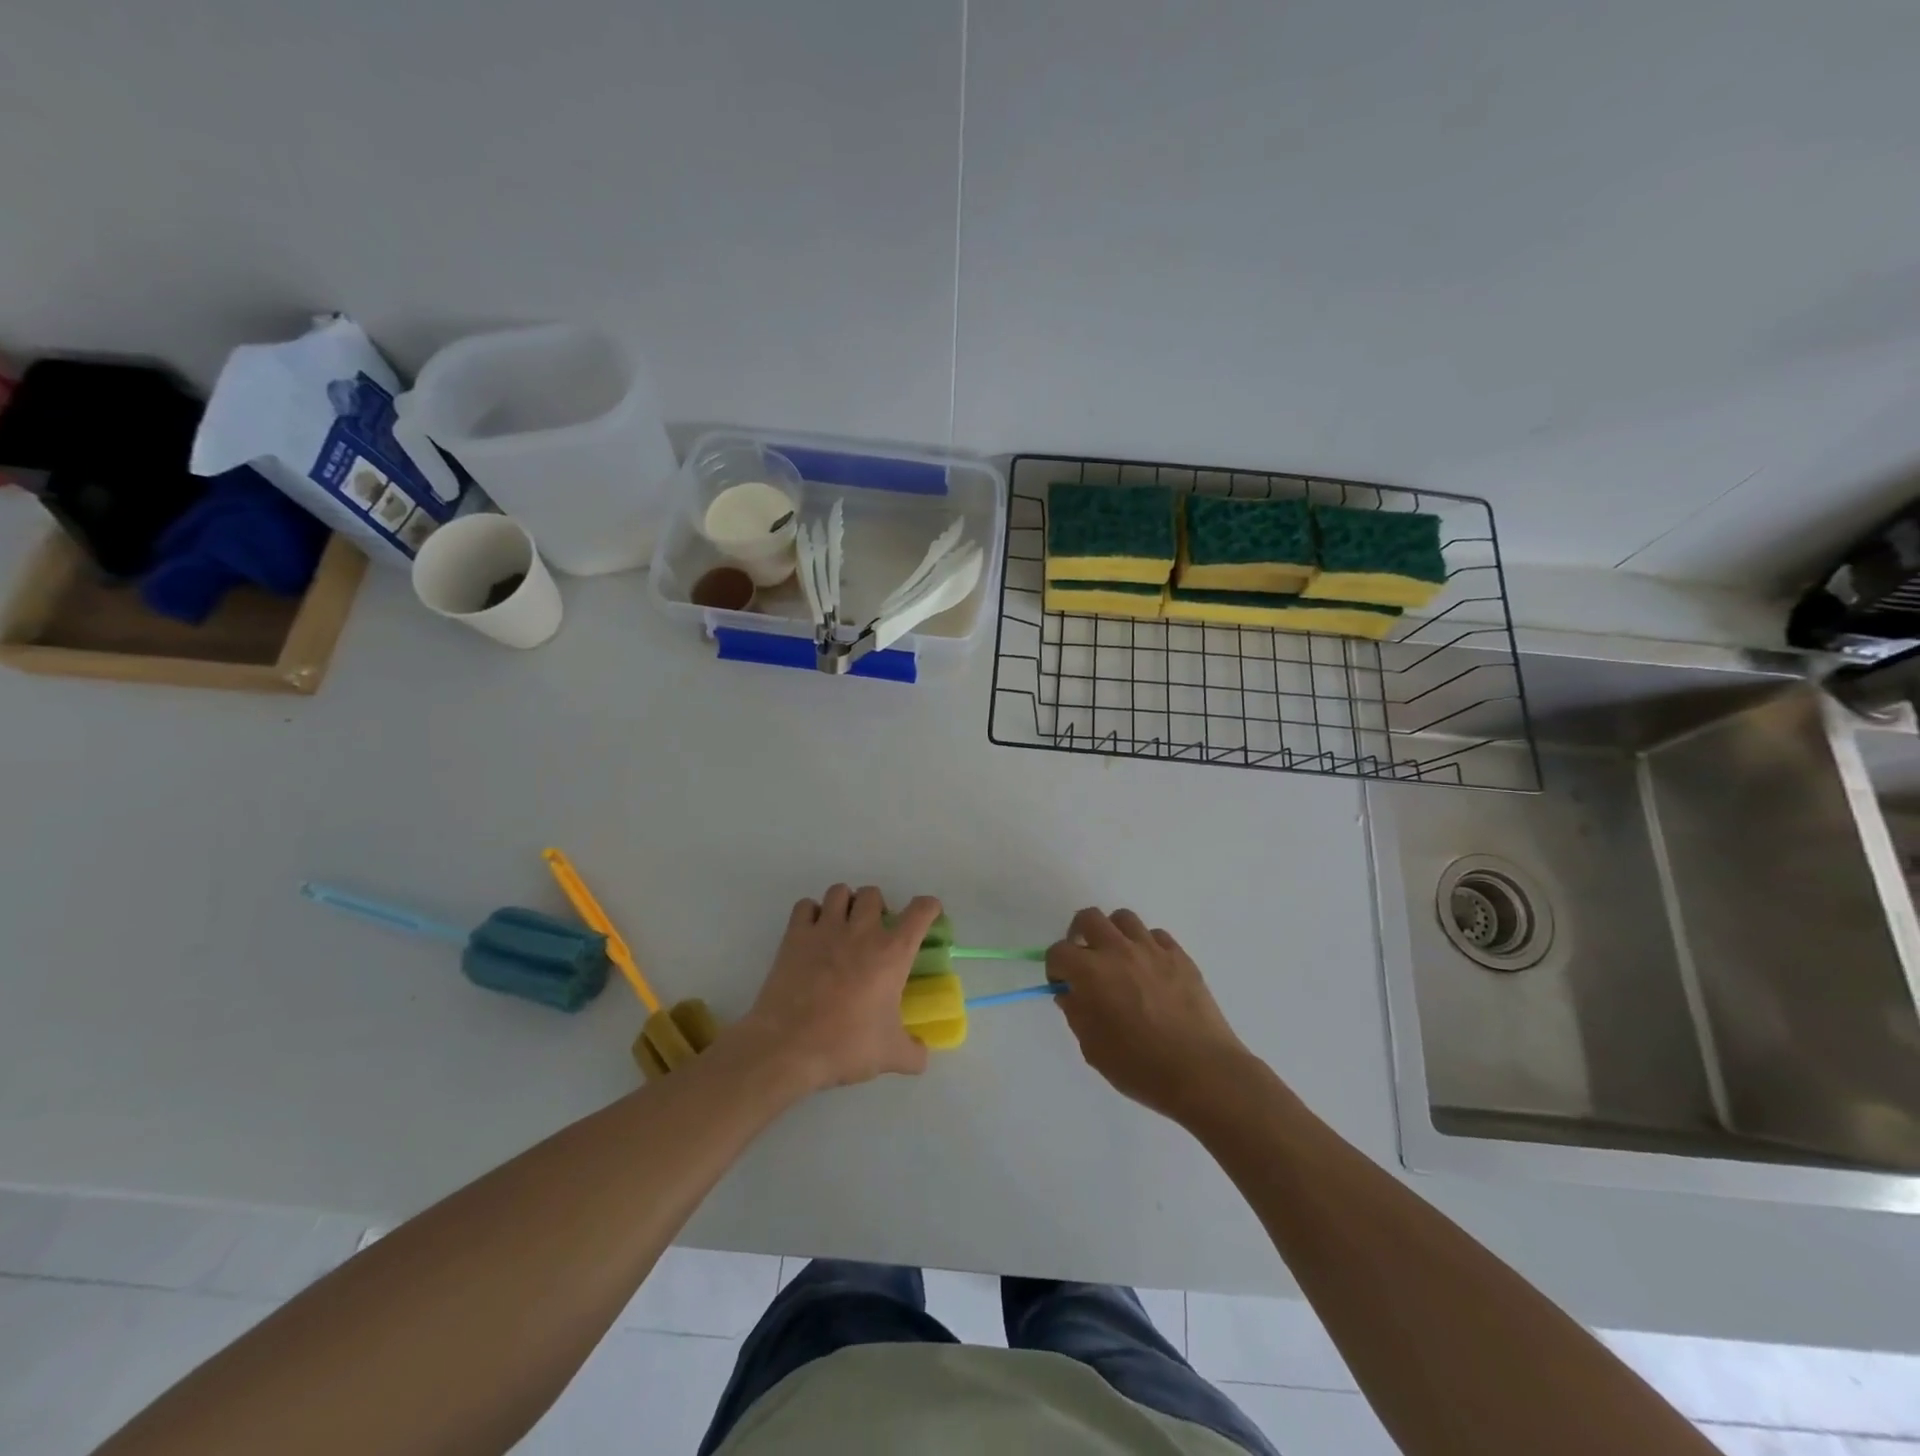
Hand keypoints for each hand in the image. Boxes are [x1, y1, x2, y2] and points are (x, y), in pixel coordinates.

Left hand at [739, 886, 941, 1093]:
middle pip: (873, 894)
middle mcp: (862, 931)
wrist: (788, 1046)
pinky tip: (813, 933)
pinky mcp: (795, 935)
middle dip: (877, 907)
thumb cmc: (846, 1045)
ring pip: (839, 891)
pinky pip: (805, 906)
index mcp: (892, 953)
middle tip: (874, 932)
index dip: (928, 907)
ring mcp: (826, 929)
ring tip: (843, 926)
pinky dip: (811, 913)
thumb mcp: (890, 1055)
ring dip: (845, 903)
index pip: (920, 911)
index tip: (928, 913)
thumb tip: (922, 1053)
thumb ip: (914, 1053)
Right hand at [1046, 908, 1250, 1123]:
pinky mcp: (1180, 956)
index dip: (1055, 968)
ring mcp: (1152, 949)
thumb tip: (1071, 993)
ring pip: (1124, 918)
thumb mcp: (1094, 1048)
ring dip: (1113, 934)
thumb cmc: (1141, 1067)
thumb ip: (1077, 1014)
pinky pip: (1156, 935)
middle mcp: (1118, 950)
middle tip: (1084, 960)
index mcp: (1091, 972)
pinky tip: (1149, 969)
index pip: (1058, 951)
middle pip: (1088, 918)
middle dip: (1078, 935)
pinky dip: (1146, 945)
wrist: (1202, 1072)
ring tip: (1118, 959)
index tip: (1063, 986)